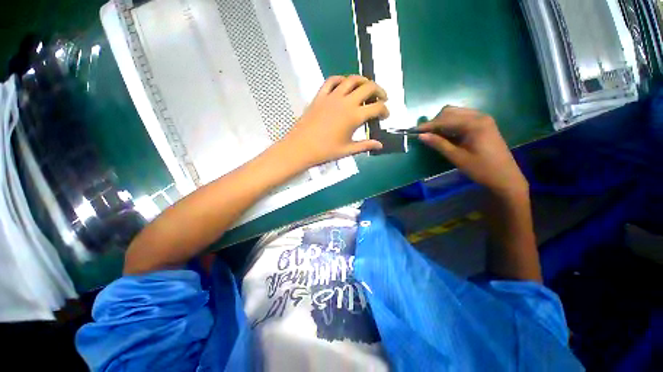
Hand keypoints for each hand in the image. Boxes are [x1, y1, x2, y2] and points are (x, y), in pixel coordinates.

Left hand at [283, 76, 388, 165]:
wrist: (301, 147)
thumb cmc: (325, 151)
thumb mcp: (347, 150)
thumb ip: (365, 145)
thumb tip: (380, 145)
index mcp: (354, 116)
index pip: (376, 107)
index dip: (385, 110)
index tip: (385, 116)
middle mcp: (345, 102)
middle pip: (368, 88)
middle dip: (379, 91)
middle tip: (382, 98)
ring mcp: (332, 96)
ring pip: (352, 79)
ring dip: (363, 81)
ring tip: (367, 88)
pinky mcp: (320, 96)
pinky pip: (332, 81)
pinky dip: (341, 80)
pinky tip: (344, 85)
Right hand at [418, 106, 527, 197]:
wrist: (505, 177)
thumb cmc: (481, 169)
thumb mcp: (457, 157)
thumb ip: (439, 144)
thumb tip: (421, 136)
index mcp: (474, 124)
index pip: (445, 120)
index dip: (428, 125)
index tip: (414, 131)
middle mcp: (479, 116)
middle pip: (450, 112)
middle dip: (435, 122)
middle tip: (425, 135)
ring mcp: (483, 119)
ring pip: (456, 113)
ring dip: (442, 122)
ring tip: (433, 136)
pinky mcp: (483, 124)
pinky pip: (462, 118)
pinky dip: (451, 124)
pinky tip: (446, 135)